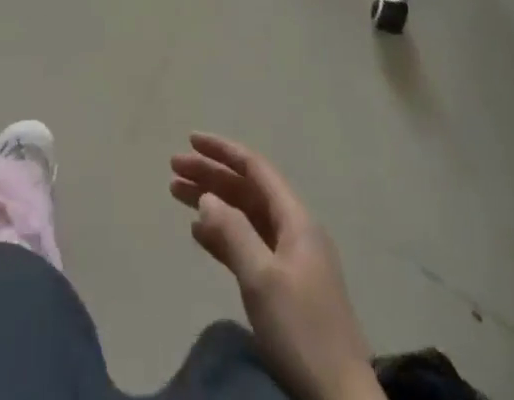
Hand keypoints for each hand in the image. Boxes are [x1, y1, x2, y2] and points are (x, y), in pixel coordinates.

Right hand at [171, 134, 382, 399]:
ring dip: (213, 203)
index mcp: (296, 219)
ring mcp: (291, 260)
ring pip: (245, 217)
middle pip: (247, 191)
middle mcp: (294, 230)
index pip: (255, 169)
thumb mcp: (262, 279)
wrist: (340, 399)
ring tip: (177, 194)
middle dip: (211, 175)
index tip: (191, 139)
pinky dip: (223, 236)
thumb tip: (206, 196)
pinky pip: (248, 246)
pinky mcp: (285, 288)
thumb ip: (232, 232)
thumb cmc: (301, 329)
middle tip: (173, 168)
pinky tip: (199, 234)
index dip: (223, 151)